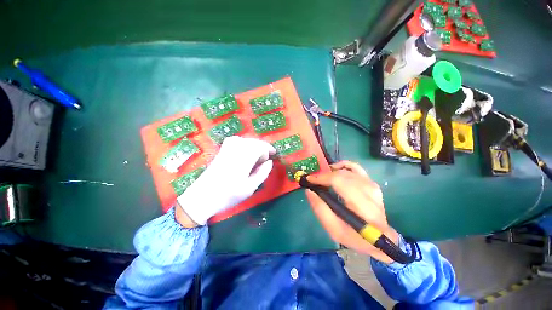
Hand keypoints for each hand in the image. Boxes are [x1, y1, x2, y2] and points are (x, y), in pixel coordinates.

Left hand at [176, 136, 274, 226]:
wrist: (202, 196)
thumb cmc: (228, 195)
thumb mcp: (249, 188)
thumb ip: (262, 173)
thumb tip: (270, 162)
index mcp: (244, 159)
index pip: (260, 147)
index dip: (268, 150)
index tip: (271, 158)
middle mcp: (236, 150)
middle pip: (254, 141)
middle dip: (263, 147)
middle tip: (266, 158)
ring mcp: (227, 149)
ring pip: (246, 139)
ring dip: (254, 145)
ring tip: (257, 155)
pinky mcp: (222, 150)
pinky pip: (235, 140)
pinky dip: (244, 142)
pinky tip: (244, 150)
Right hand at [305, 161, 398, 263]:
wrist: (379, 239)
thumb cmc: (355, 237)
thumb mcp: (334, 230)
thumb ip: (320, 209)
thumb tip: (309, 191)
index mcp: (363, 208)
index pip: (340, 183)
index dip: (322, 178)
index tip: (309, 180)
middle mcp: (370, 193)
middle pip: (343, 175)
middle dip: (325, 175)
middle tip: (313, 180)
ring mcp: (372, 186)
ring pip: (349, 170)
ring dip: (332, 171)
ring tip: (322, 177)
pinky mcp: (372, 184)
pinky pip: (357, 168)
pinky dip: (344, 165)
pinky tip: (336, 168)